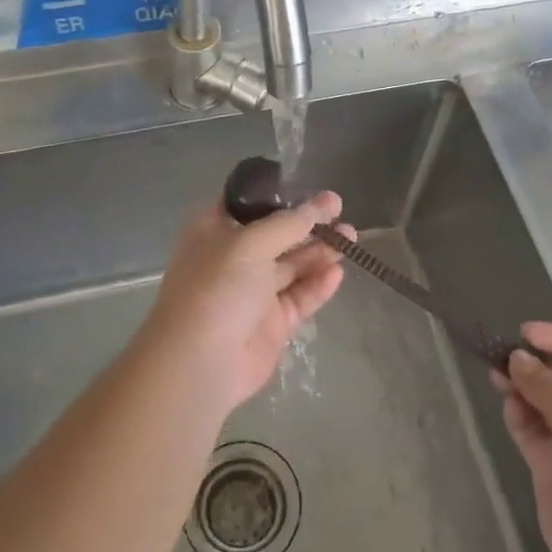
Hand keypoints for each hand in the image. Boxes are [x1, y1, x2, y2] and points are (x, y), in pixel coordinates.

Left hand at [136, 189, 351, 414]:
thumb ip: (290, 223)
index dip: (278, 195)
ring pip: (292, 265)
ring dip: (320, 250)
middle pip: (277, 234)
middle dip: (308, 223)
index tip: (310, 188)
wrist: (199, 363)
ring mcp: (253, 292)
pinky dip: (318, 284)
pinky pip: (300, 297)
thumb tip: (323, 203)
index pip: (247, 203)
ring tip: (351, 236)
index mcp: (213, 230)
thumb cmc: (217, 288)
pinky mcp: (272, 323)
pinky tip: (338, 272)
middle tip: (341, 210)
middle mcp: (232, 258)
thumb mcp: (251, 243)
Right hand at [492, 322, 551, 551]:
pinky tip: (509, 406)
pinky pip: (532, 429)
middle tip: (501, 355)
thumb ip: (549, 385)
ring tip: (497, 376)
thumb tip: (517, 359)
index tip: (523, 333)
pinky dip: (519, 415)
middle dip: (535, 362)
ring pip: (543, 400)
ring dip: (521, 386)